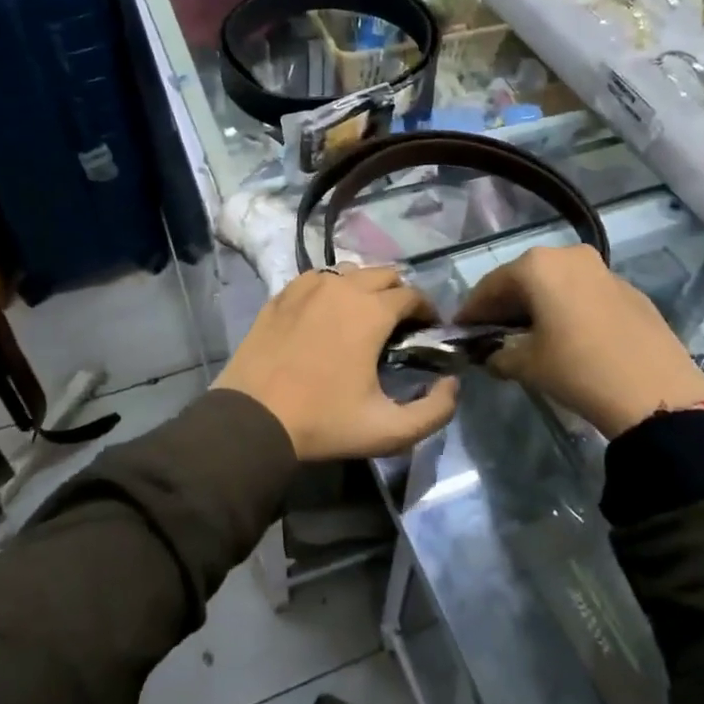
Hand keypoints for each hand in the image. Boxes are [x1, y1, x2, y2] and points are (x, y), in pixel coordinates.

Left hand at [213, 266, 460, 460]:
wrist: (252, 420)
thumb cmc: (323, 422)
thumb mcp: (389, 431)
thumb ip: (435, 411)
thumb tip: (452, 384)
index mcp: (372, 311)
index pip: (413, 295)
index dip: (428, 311)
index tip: (428, 331)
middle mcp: (342, 287)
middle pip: (384, 274)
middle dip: (400, 294)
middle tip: (400, 325)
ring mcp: (307, 287)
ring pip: (350, 271)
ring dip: (365, 288)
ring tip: (364, 317)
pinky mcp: (281, 295)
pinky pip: (317, 278)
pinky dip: (332, 289)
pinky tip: (327, 314)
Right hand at [456, 244, 703, 436]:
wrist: (656, 393)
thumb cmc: (578, 369)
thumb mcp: (527, 365)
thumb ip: (499, 354)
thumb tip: (491, 354)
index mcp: (538, 265)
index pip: (491, 285)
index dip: (472, 310)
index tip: (460, 331)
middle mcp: (569, 255)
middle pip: (524, 278)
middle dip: (505, 305)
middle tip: (492, 333)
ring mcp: (603, 270)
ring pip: (557, 283)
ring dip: (538, 305)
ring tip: (528, 336)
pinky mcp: (629, 290)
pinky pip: (584, 293)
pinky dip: (567, 308)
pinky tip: (567, 337)